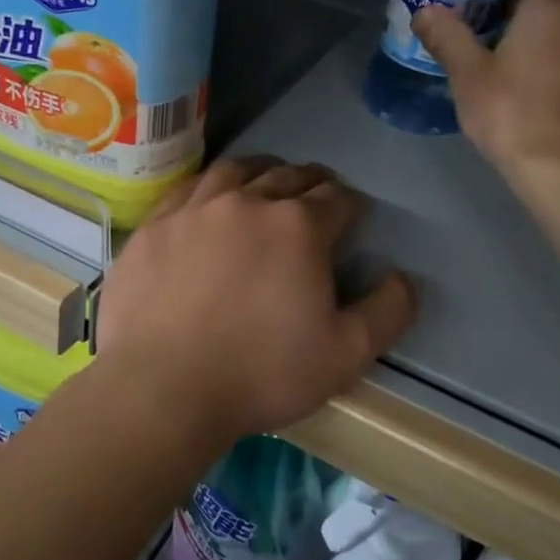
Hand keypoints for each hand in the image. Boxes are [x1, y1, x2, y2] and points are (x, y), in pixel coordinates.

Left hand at [96, 158, 415, 445]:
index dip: (351, 205)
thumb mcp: (345, 355)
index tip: (353, 216)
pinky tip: (208, 199)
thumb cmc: (261, 373)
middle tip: (317, 192)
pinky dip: (209, 186)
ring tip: (266, 179)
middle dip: (311, 181)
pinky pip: (187, 188)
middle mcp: (248, 201)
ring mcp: (195, 209)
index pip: (337, 198)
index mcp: (298, 227)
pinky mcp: (154, 226)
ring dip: (260, 170)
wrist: (162, 389)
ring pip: (236, 171)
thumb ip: (387, 312)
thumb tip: (404, 278)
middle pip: (288, 175)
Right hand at [412, 0, 559, 183]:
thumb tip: (424, 12)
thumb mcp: (468, 74)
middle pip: (545, 1)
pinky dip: (543, 61)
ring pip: (557, 32)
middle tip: (471, 24)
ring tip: (489, 57)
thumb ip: (446, 36)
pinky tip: (516, 87)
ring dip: (527, 37)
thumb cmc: (513, 112)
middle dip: (509, 8)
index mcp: (551, 11)